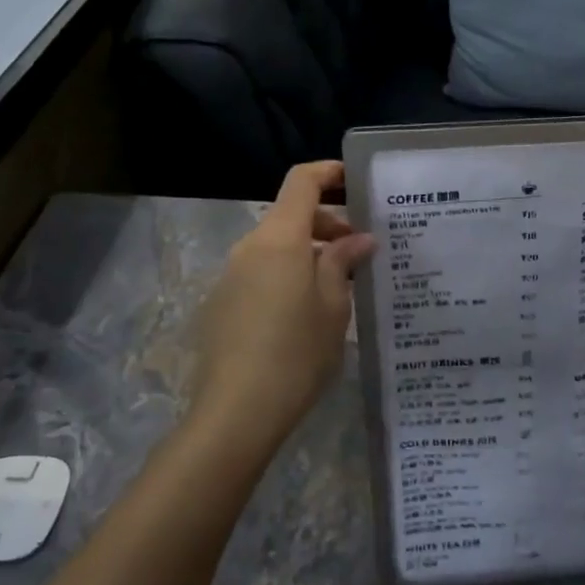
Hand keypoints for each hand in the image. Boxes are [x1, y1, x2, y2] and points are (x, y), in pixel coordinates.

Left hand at [191, 161, 374, 454]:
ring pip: (277, 246)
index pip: (302, 181)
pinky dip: (289, 275)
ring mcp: (231, 275)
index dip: (330, 173)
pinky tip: (309, 311)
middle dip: (328, 223)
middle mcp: (250, 247)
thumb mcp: (333, 305)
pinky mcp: (223, 303)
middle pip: (290, 214)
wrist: (236, 412)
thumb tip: (357, 239)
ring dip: (310, 252)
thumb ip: (342, 262)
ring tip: (342, 283)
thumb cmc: (296, 352)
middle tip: (362, 250)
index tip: (358, 183)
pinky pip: (262, 272)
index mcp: (279, 238)